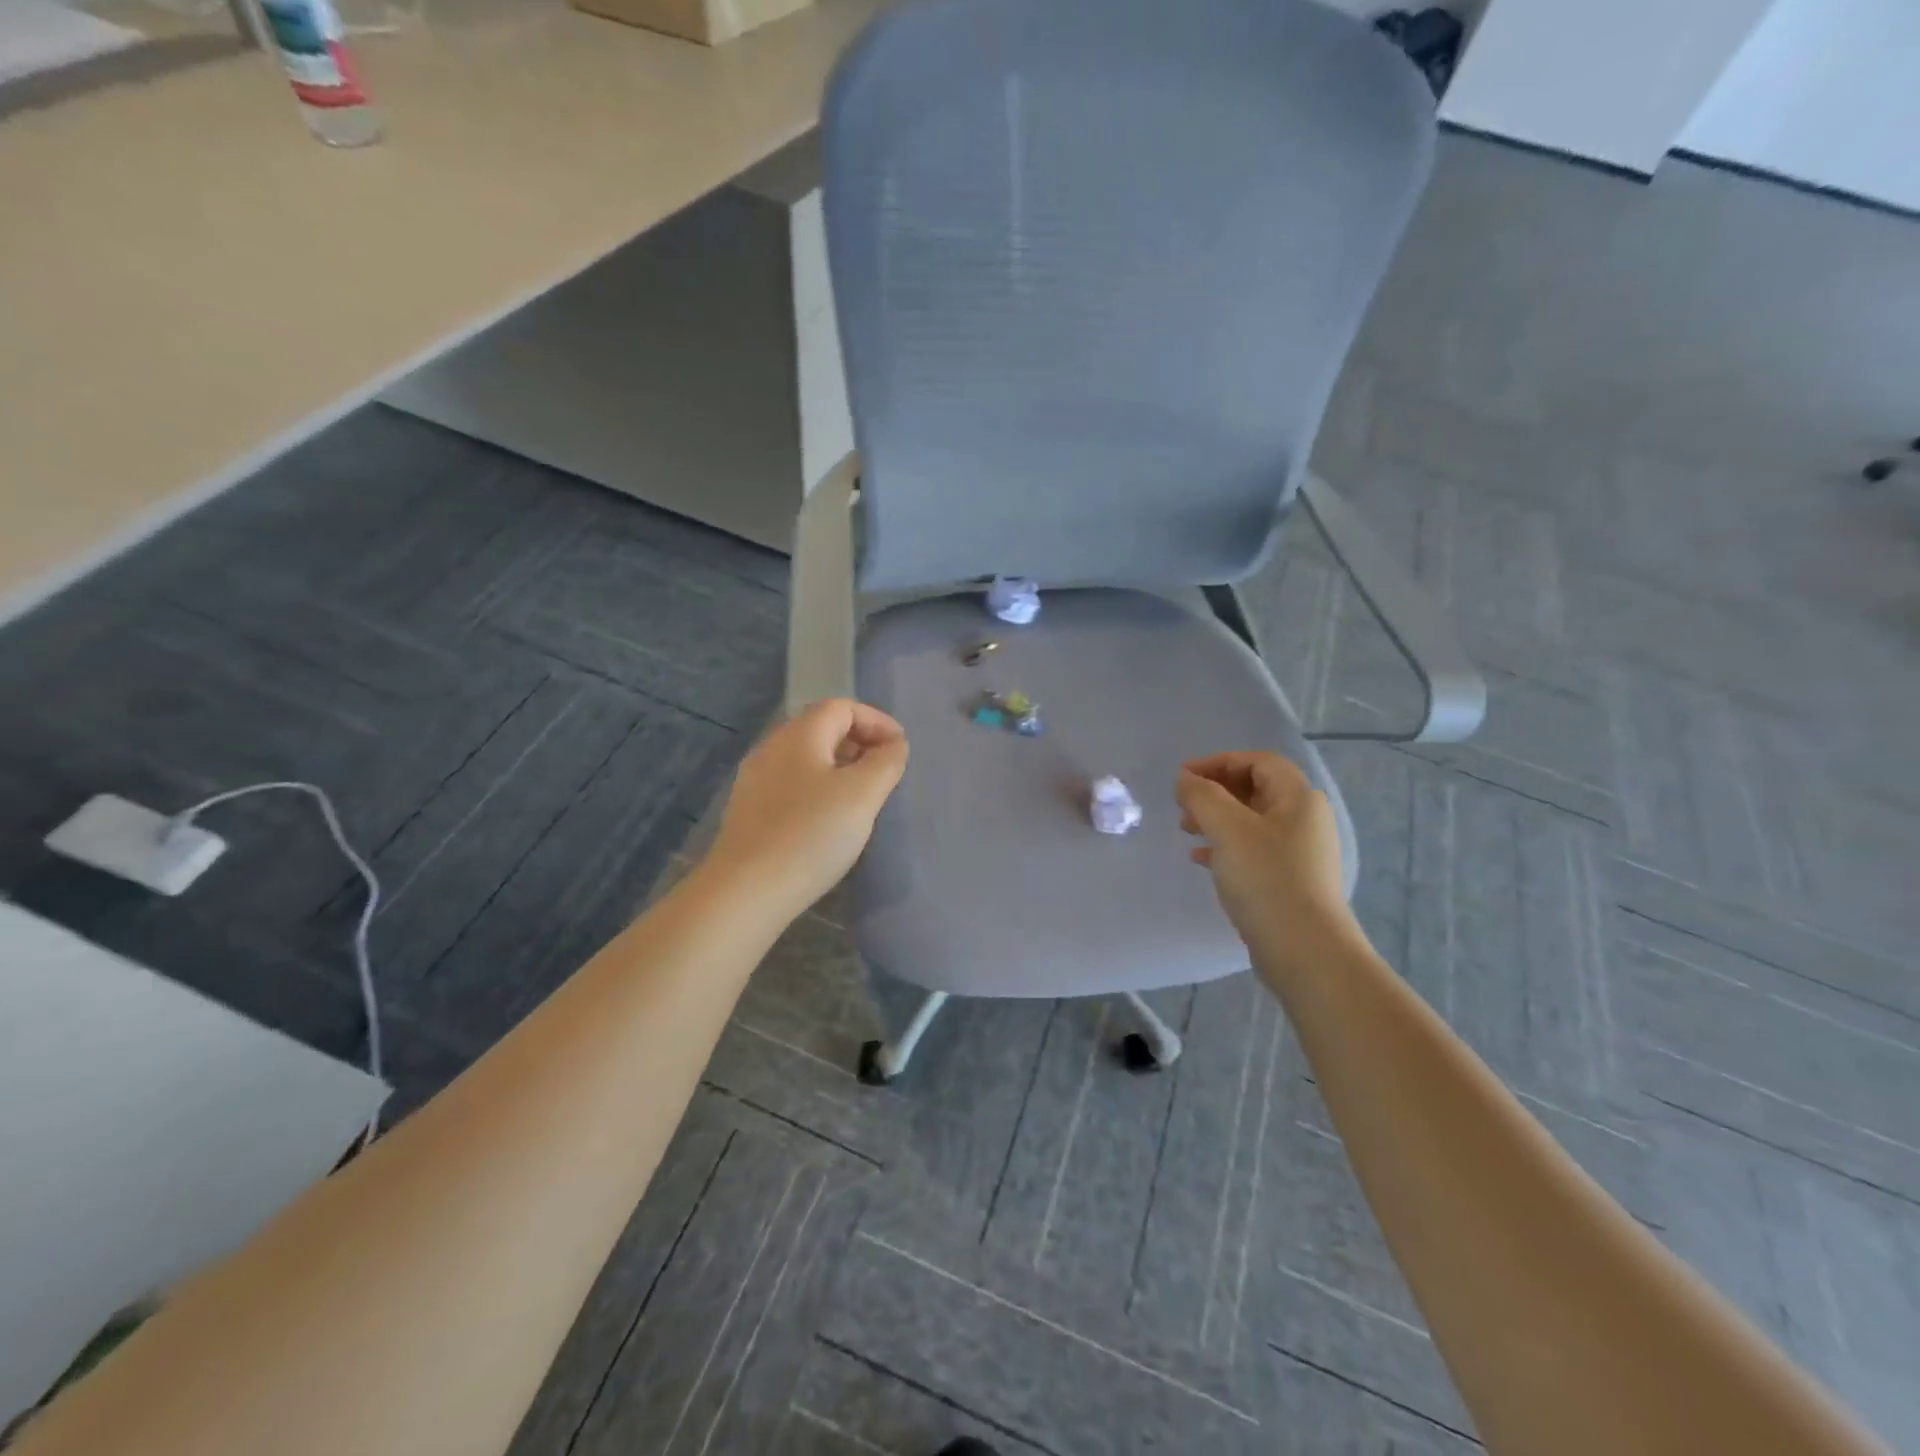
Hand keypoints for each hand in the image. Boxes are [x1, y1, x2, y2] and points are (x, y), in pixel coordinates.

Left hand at [702, 699, 907, 922]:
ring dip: (839, 767)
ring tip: (862, 797)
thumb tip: (893, 745)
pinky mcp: (749, 810)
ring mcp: (755, 780)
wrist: (746, 891)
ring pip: (806, 758)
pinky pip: (792, 784)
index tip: (900, 749)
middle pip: (821, 728)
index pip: (842, 707)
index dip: (876, 721)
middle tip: (884, 772)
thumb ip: (885, 762)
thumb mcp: (862, 794)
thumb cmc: (811, 834)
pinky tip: (828, 820)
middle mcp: (772, 747)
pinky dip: (818, 789)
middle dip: (859, 742)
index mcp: (800, 734)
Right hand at [1176, 751, 1359, 979]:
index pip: (1258, 761)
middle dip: (1214, 791)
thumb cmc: (1267, 879)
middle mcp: (1304, 819)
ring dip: (1215, 818)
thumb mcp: (1228, 829)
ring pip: (1250, 820)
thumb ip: (1202, 796)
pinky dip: (1224, 846)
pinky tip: (1200, 858)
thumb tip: (1186, 779)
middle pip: (1254, 788)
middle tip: (1182, 805)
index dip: (1218, 762)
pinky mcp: (1288, 879)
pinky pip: (1251, 849)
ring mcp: (1298, 852)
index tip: (1182, 777)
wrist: (1305, 951)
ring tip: (1186, 830)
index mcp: (1298, 798)